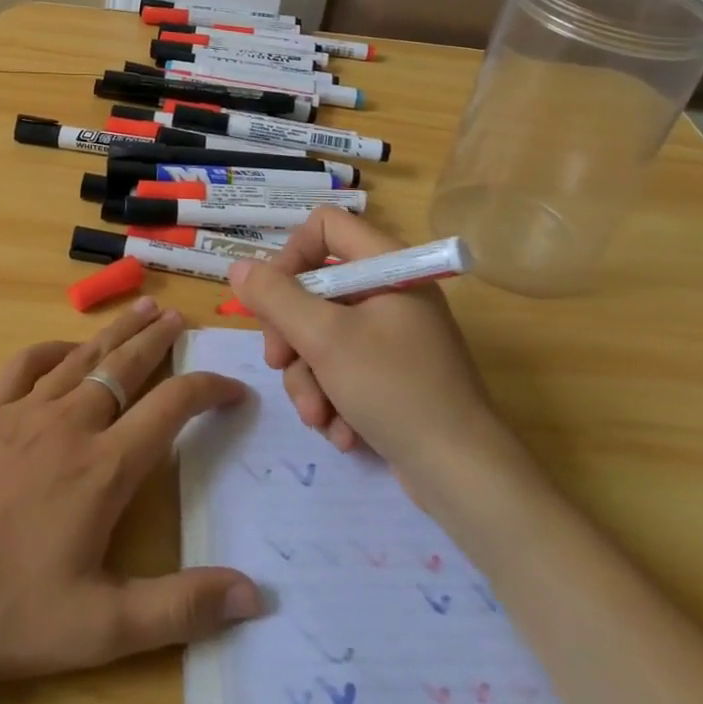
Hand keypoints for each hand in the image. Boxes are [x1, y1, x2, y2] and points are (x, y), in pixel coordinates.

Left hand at [0, 297, 261, 689]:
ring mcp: (25, 413)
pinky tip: (66, 348)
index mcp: (106, 467)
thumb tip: (255, 596)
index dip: (209, 390)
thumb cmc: (6, 612)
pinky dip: (53, 348)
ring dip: (117, 332)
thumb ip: (181, 608)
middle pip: (126, 366)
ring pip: (83, 357)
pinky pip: (26, 365)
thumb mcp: (102, 628)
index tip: (234, 388)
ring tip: (142, 310)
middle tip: (182, 318)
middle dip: (159, 341)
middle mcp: (71, 424)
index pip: (172, 408)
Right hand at [227, 208, 504, 478]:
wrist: (464, 477)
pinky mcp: (393, 376)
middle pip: (316, 288)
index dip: (291, 255)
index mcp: (388, 267)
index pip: (325, 226)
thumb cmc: (395, 389)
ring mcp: (393, 337)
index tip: (272, 299)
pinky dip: (334, 398)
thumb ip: (276, 298)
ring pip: (323, 336)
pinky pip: (343, 370)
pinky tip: (341, 432)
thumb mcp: (325, 339)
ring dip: (309, 379)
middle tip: (279, 364)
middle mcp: (391, 293)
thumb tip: (239, 268)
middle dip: (292, 334)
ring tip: (318, 417)